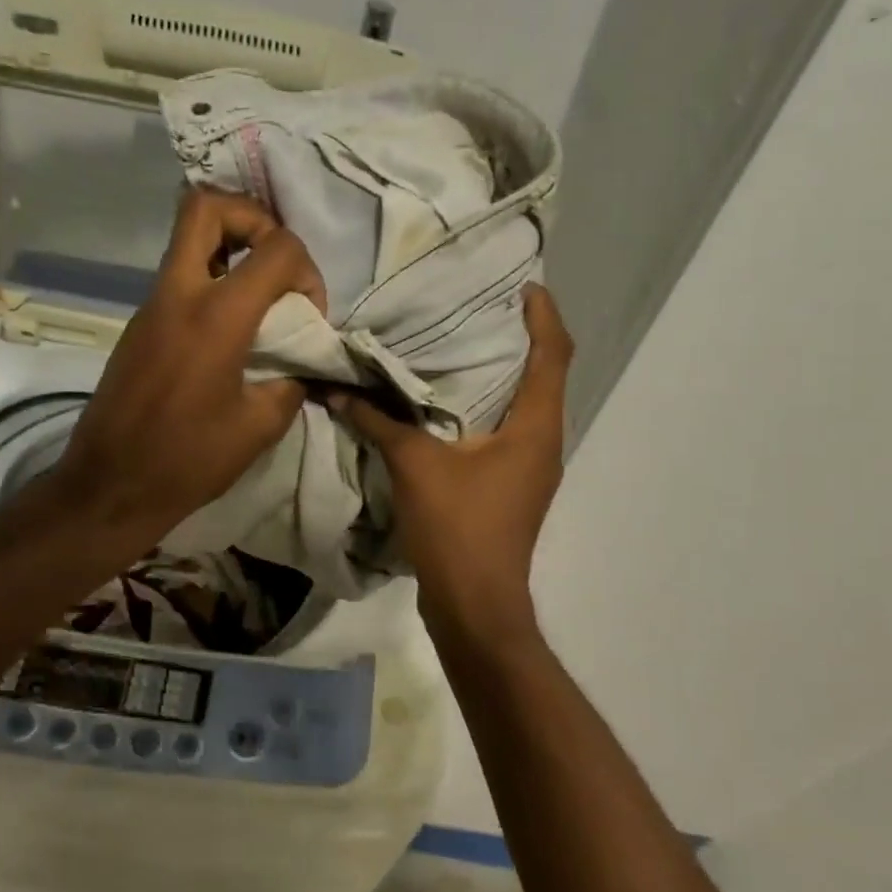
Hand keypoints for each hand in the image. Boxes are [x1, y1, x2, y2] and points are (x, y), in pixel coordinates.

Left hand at [51, 189, 325, 552]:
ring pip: (188, 238)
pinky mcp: (139, 324)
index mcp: (216, 316)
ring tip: (260, 294)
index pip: (276, 247)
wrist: (111, 486)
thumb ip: (292, 381)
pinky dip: (212, 279)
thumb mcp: (260, 426)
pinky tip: (232, 328)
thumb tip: (303, 362)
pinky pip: (179, 276)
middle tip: (275, 259)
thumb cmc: (188, 460)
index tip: (308, 312)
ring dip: (231, 247)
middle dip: (252, 217)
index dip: (306, 270)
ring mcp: (151, 305)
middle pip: (206, 206)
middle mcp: (178, 294)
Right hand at [331, 285, 572, 646]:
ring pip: (527, 406)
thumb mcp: (414, 465)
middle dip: (524, 340)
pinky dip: (488, 408)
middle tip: (486, 310)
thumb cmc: (458, 527)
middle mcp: (544, 443)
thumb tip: (336, 389)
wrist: (475, 604)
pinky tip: (449, 406)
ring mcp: (530, 469)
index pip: (554, 355)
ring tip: (465, 348)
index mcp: (535, 427)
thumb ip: (378, 422)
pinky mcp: (512, 488)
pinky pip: (508, 432)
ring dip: (505, 376)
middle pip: (547, 376)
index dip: (544, 316)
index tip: (525, 287)